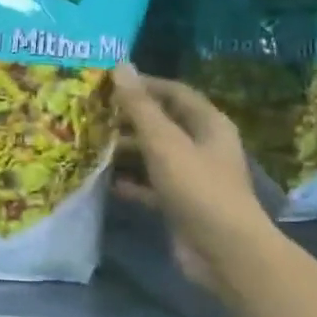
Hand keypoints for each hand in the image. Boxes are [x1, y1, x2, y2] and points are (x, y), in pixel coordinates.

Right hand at [113, 62, 272, 287]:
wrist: (223, 251)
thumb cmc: (198, 187)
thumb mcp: (165, 142)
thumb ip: (140, 106)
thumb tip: (121, 65)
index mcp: (208, 124)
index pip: (175, 92)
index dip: (144, 84)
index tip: (109, 83)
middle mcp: (202, 146)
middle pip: (163, 123)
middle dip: (130, 119)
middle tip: (93, 114)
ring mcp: (192, 177)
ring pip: (155, 156)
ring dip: (127, 151)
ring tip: (92, 144)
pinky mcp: (180, 205)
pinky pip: (151, 187)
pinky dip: (132, 183)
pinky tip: (107, 182)